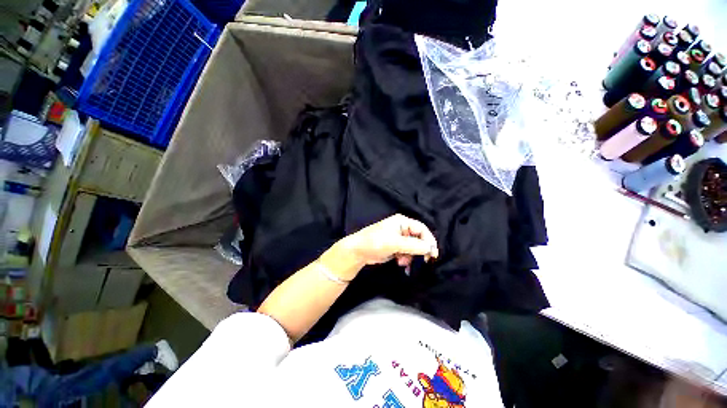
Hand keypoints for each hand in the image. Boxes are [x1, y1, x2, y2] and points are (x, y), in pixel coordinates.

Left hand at [340, 214, 438, 268]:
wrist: (358, 252)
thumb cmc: (375, 242)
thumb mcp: (395, 243)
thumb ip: (414, 245)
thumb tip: (430, 249)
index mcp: (402, 222)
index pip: (422, 229)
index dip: (429, 240)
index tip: (432, 253)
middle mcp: (402, 229)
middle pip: (419, 239)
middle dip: (419, 250)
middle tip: (423, 261)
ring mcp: (399, 239)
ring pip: (413, 248)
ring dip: (411, 256)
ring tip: (403, 261)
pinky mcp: (395, 248)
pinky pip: (407, 253)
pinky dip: (406, 259)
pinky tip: (400, 263)